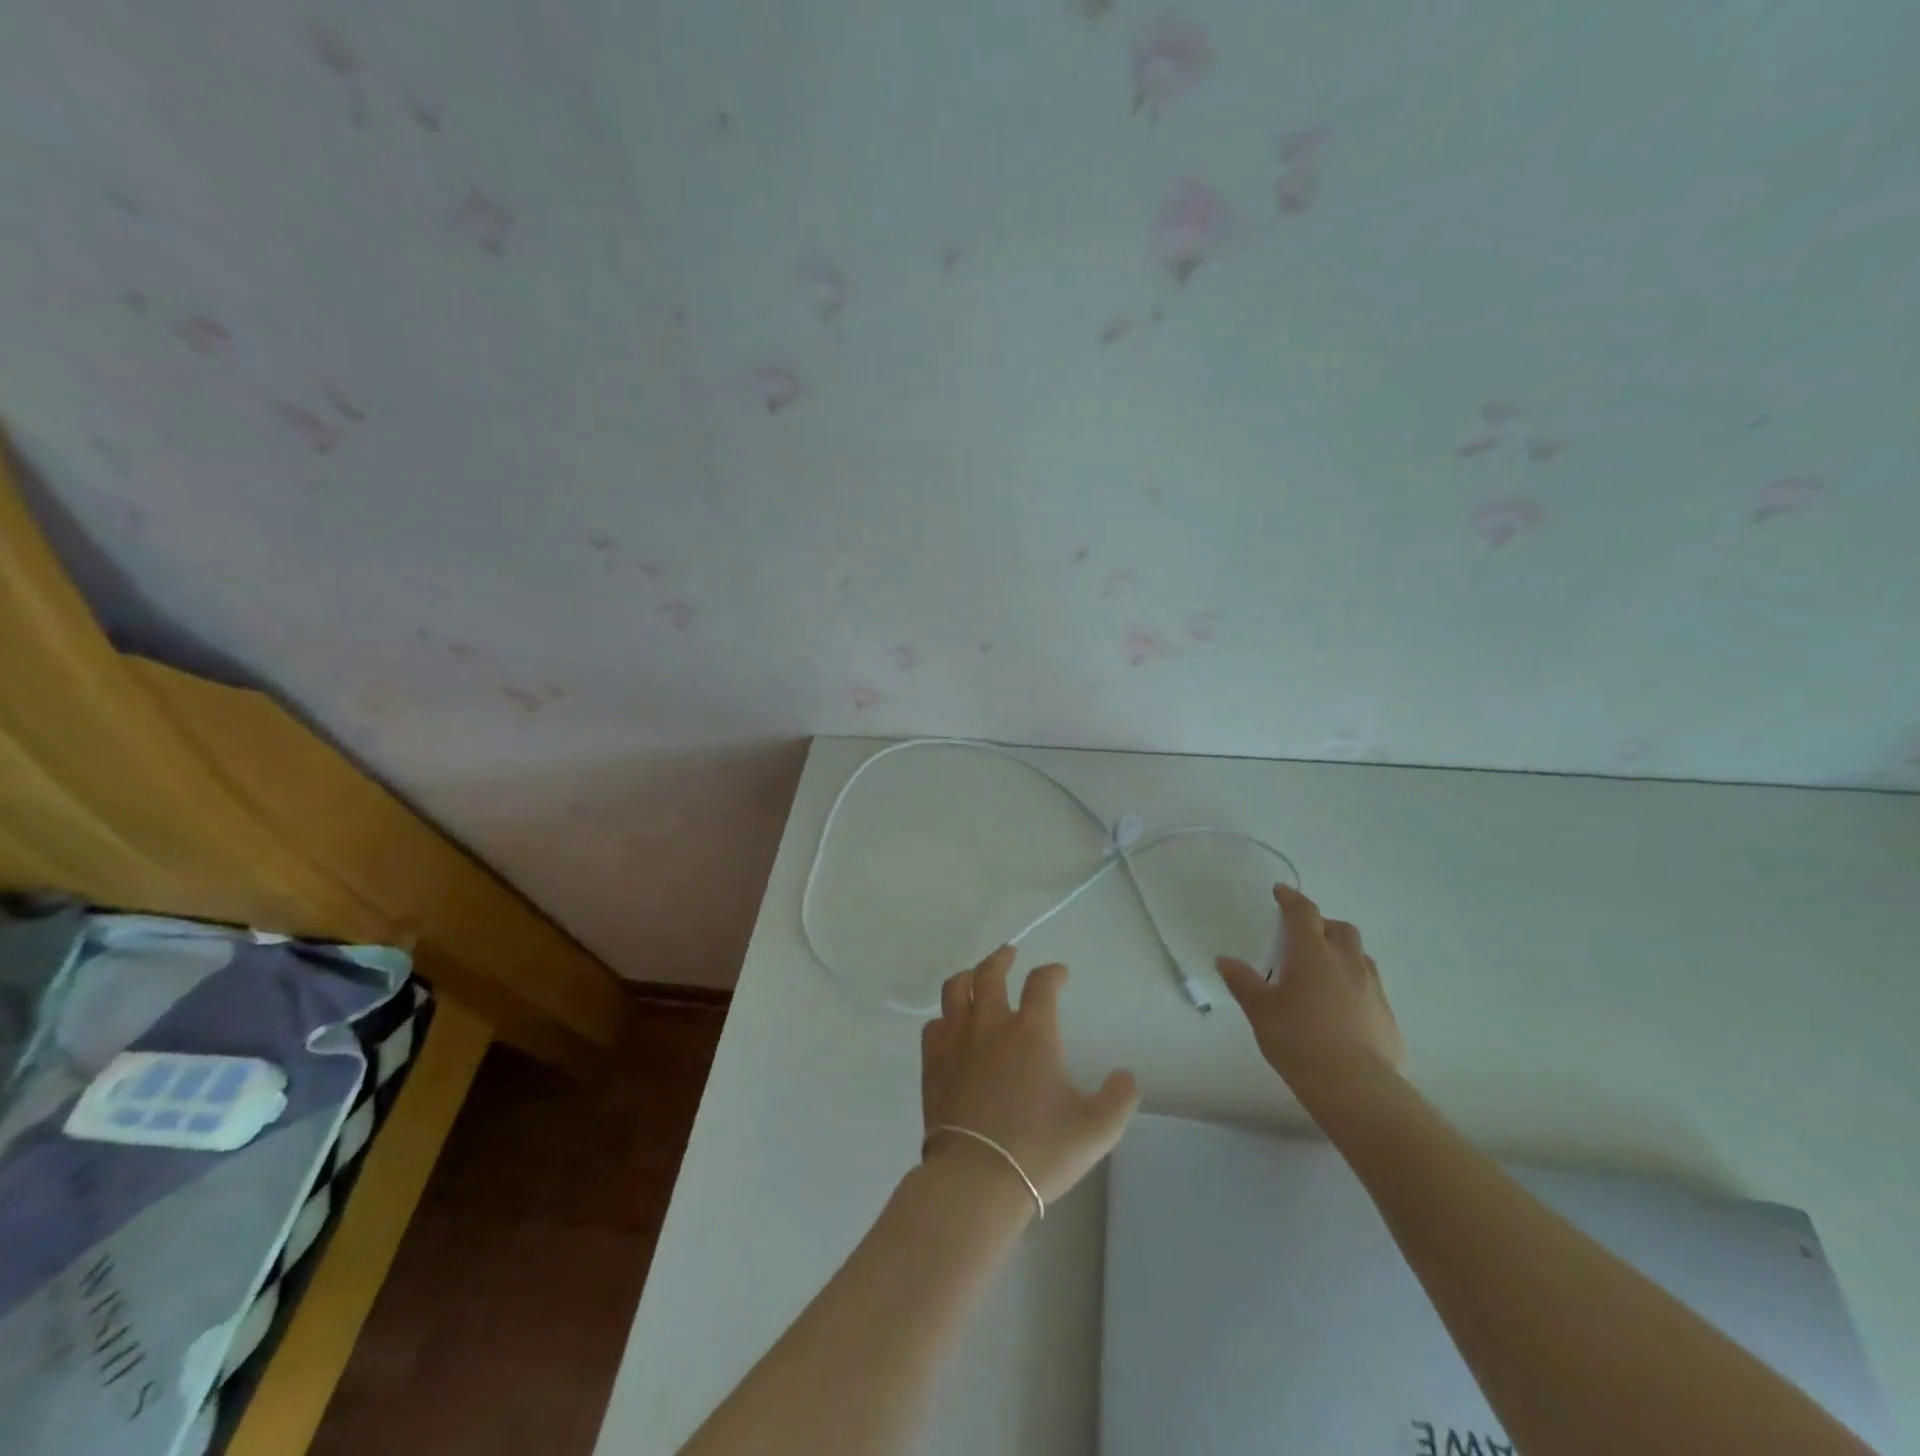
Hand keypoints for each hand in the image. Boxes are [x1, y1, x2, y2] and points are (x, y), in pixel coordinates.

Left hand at [920, 947, 1139, 1205]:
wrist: (976, 1179)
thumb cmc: (1039, 1151)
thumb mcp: (1096, 1130)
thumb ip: (1119, 1099)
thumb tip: (1126, 1076)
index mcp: (1032, 1032)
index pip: (1042, 983)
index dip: (1052, 973)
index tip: (1059, 975)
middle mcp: (991, 1024)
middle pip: (990, 973)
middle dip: (1002, 958)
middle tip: (1009, 954)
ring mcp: (956, 1040)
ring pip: (955, 989)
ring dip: (967, 976)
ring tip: (974, 976)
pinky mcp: (932, 1061)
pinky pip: (933, 1024)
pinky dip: (944, 1017)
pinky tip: (949, 1025)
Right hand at [1217, 884, 1405, 1107]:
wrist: (1355, 1087)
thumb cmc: (1299, 1040)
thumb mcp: (1260, 1010)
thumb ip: (1243, 981)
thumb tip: (1225, 959)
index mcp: (1312, 953)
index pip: (1303, 912)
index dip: (1291, 898)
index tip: (1280, 892)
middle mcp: (1347, 962)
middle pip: (1340, 928)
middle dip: (1322, 924)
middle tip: (1302, 937)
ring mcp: (1372, 989)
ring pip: (1360, 956)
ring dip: (1342, 953)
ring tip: (1323, 971)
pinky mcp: (1387, 1016)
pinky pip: (1371, 987)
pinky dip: (1354, 985)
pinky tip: (1341, 1008)